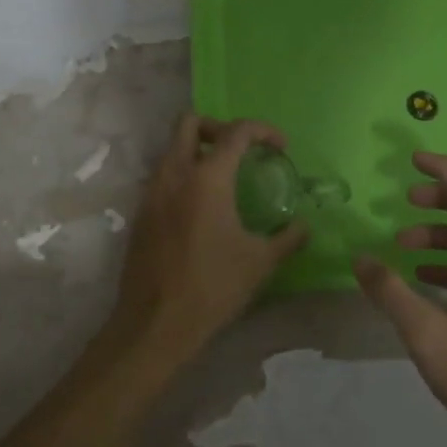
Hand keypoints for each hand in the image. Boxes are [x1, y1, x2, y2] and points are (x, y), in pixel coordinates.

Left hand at [109, 113, 309, 364]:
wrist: (154, 323)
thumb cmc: (212, 287)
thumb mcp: (259, 262)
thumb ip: (287, 239)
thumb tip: (306, 227)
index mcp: (207, 178)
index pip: (236, 132)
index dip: (263, 130)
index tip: (281, 147)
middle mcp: (174, 174)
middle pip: (190, 123)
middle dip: (219, 127)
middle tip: (242, 151)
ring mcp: (152, 192)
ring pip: (172, 148)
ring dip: (198, 151)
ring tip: (225, 179)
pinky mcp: (141, 213)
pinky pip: (163, 176)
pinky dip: (184, 175)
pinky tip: (202, 208)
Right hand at [354, 152, 446, 446]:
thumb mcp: (425, 333)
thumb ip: (390, 291)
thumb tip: (359, 257)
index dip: (446, 172)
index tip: (415, 159)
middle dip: (442, 197)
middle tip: (406, 198)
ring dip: (440, 231)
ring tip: (402, 243)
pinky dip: (446, 259)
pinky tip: (419, 277)